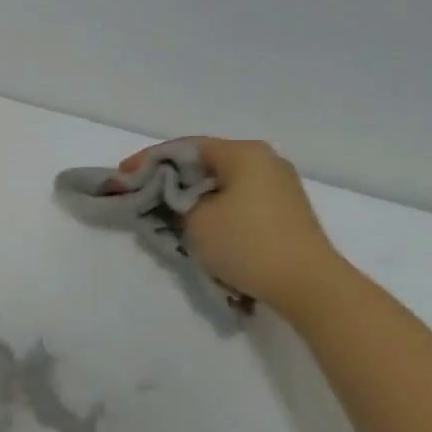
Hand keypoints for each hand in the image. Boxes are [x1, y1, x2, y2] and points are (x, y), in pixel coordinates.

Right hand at [124, 137, 348, 318]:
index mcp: (244, 152)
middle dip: (171, 179)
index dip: (149, 160)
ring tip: (167, 214)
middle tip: (142, 195)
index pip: (185, 147)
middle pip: (206, 163)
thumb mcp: (196, 220)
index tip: (123, 176)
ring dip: (193, 196)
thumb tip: (173, 198)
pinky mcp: (285, 212)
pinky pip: (239, 200)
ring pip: (222, 183)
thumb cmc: (247, 244)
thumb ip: (174, 201)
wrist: (309, 285)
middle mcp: (265, 160)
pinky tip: (200, 226)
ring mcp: (280, 186)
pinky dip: (215, 208)